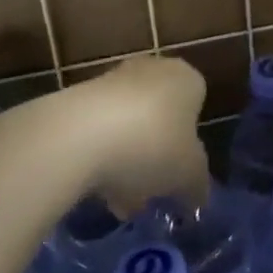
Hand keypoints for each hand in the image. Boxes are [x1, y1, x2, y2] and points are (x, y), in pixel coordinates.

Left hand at [65, 57, 210, 217]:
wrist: (76, 137)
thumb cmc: (152, 146)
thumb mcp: (189, 175)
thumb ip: (197, 184)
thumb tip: (197, 196)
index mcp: (186, 79)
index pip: (197, 107)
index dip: (191, 144)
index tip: (181, 174)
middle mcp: (152, 70)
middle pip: (160, 118)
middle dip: (155, 155)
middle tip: (151, 190)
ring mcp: (110, 81)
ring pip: (127, 127)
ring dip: (126, 161)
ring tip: (119, 202)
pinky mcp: (75, 98)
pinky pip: (96, 132)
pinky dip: (98, 158)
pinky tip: (94, 190)